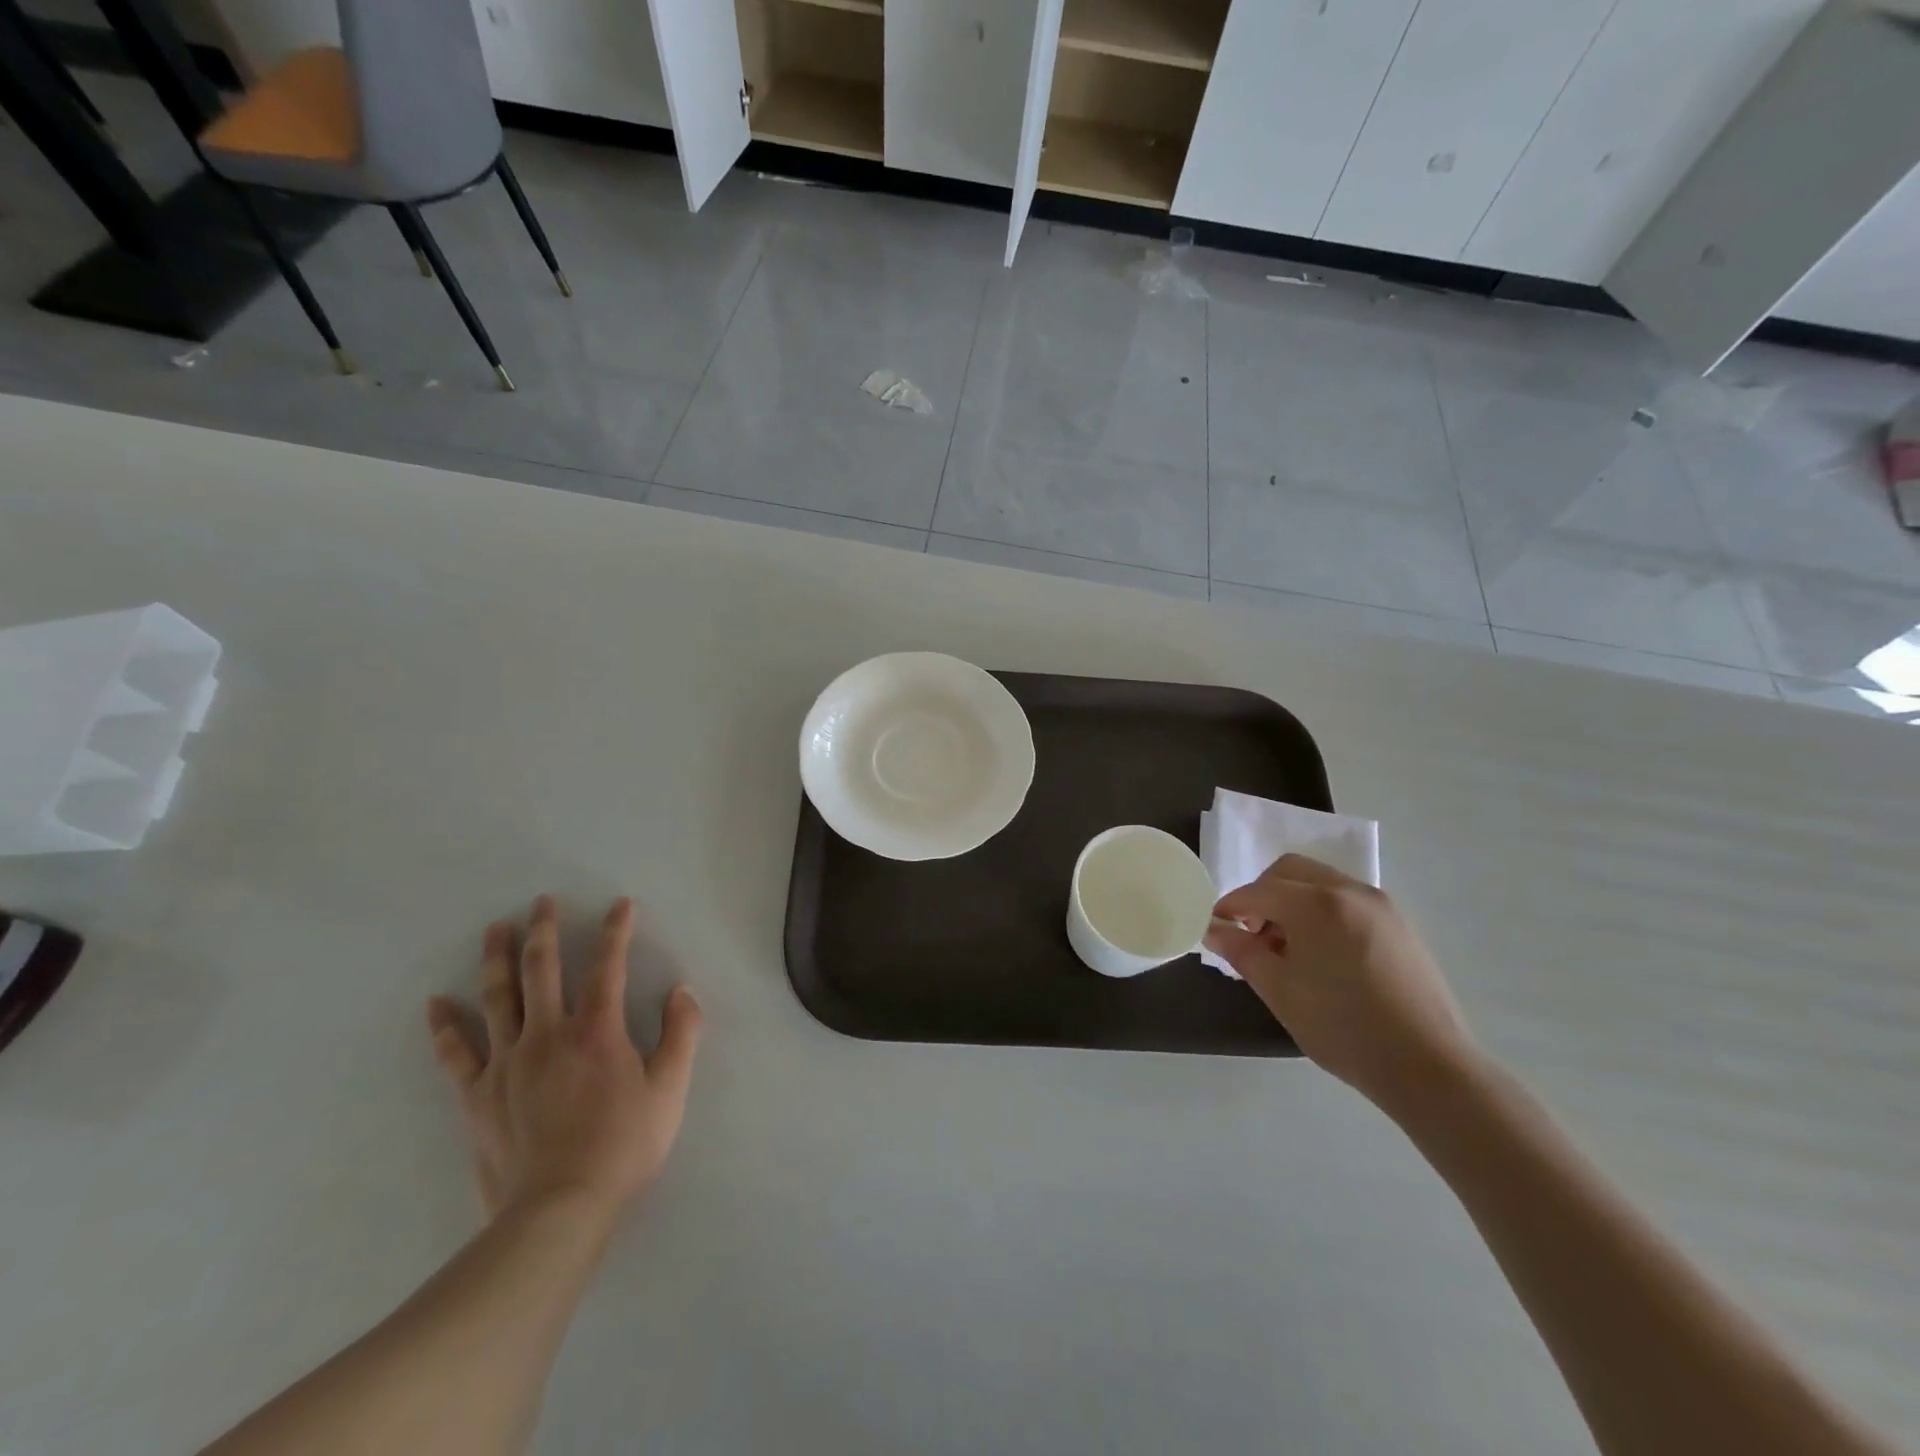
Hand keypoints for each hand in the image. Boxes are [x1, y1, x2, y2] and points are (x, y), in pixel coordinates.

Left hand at [426, 896, 702, 1220]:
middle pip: (541, 969)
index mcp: (597, 1030)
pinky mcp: (478, 1095)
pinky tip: (436, 1003)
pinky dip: (445, 1026)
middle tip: (542, 902)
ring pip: (497, 998)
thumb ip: (682, 1033)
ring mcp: (507, 1063)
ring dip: (495, 958)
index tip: (619, 904)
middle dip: (544, 929)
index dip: (616, 931)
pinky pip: (456, 1053)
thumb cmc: (623, 1146)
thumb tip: (681, 990)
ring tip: (494, 929)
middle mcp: (548, 1034)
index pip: (608, 966)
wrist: (559, 1211)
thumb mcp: (671, 1089)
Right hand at [1205, 854, 1477, 1113]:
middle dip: (1262, 895)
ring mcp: (1379, 904)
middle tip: (1253, 934)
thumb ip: (1241, 952)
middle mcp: (1348, 890)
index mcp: (1315, 904)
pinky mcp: (1399, 923)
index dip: (1230, 907)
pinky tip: (1323, 954)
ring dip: (1293, 901)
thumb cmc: (1343, 1028)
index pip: (1257, 891)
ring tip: (1289, 949)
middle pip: (1289, 871)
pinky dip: (1322, 911)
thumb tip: (1214, 929)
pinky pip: (1346, 899)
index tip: (1216, 928)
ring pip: (1320, 882)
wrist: (1428, 1067)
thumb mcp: (1280, 991)